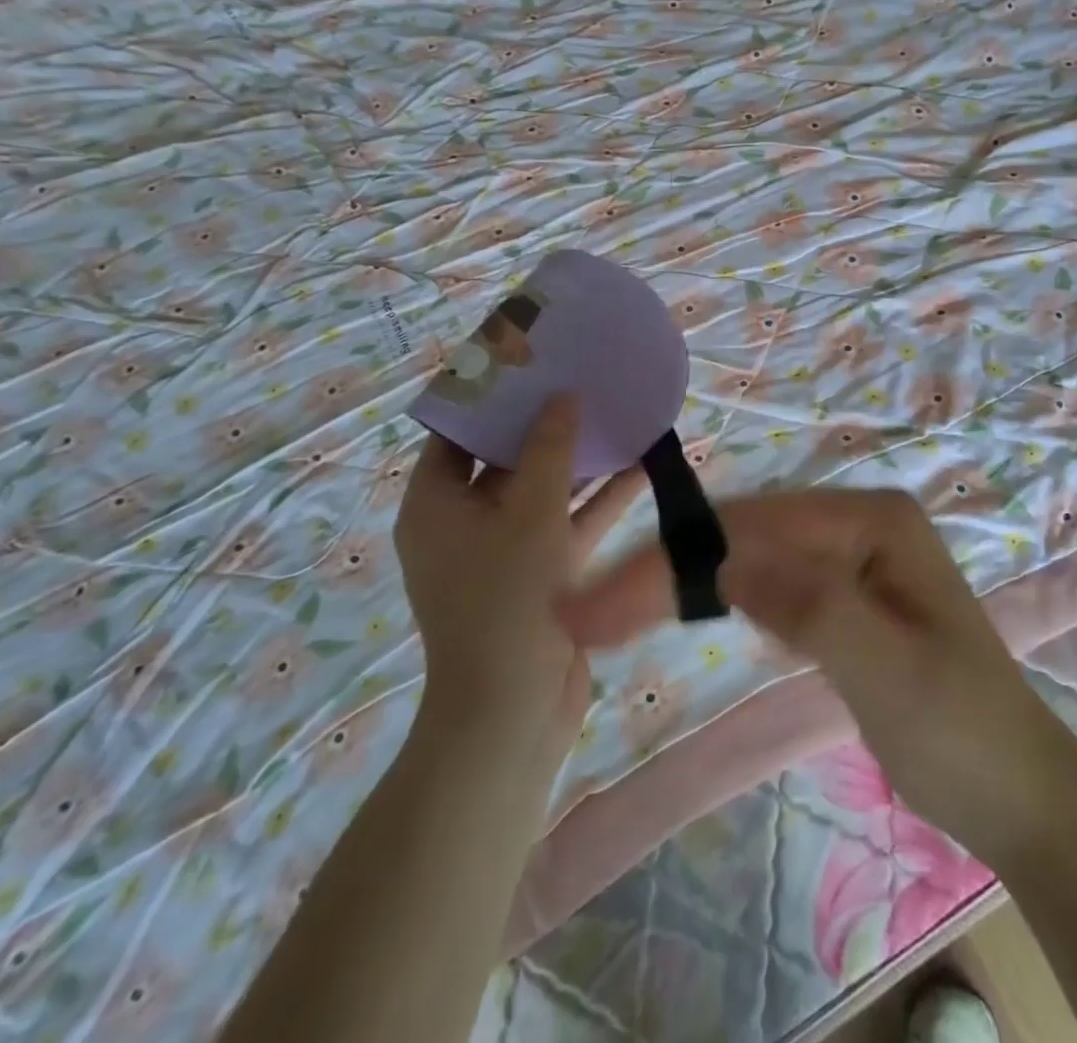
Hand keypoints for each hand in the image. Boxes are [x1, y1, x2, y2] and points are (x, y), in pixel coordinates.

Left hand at [396, 395, 642, 760]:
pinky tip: (641, 467)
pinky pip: (567, 524)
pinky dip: (598, 501)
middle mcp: (463, 522)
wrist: (514, 712)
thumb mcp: (530, 513)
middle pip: (504, 458)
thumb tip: (562, 397)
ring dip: (580, 461)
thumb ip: (550, 450)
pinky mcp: (540, 574)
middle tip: (580, 380)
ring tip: (617, 415)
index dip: (489, 398)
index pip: (455, 433)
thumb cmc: (507, 600)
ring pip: (543, 491)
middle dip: (545, 424)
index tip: (527, 364)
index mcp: (435, 504)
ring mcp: (504, 550)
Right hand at [556, 488, 1071, 872]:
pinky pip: (764, 586)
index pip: (752, 529)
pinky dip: (714, 600)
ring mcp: (844, 557)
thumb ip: (808, 603)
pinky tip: (676, 610)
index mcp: (871, 518)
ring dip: (679, 584)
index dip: (673, 561)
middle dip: (664, 570)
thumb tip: (722, 555)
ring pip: (743, 560)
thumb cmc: (958, 728)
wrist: (1015, 792)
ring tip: (609, 613)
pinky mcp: (835, 596)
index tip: (601, 603)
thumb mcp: (884, 667)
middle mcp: (853, 521)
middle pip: (740, 537)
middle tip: (586, 614)